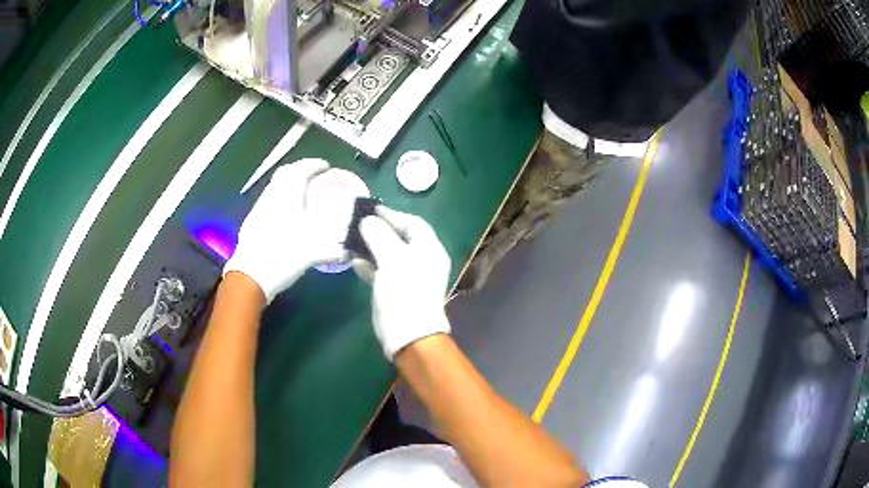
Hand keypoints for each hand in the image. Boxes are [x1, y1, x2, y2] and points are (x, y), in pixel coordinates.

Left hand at [224, 159, 347, 302]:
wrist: (249, 277)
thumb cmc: (282, 257)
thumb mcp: (312, 253)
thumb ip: (333, 251)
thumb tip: (349, 254)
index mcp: (286, 197)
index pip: (300, 170)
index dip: (314, 164)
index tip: (326, 166)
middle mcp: (271, 197)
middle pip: (284, 173)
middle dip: (300, 170)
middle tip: (314, 177)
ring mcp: (258, 209)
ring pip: (275, 186)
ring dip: (288, 184)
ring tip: (302, 194)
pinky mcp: (251, 222)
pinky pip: (268, 200)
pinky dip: (280, 199)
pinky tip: (286, 215)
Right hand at [358, 206, 450, 359]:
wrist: (408, 335)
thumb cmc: (404, 292)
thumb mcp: (392, 259)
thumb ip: (379, 236)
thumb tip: (368, 221)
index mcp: (429, 249)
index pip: (413, 223)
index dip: (392, 214)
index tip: (370, 210)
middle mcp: (423, 260)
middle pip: (400, 238)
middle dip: (378, 231)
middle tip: (357, 225)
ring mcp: (411, 276)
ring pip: (389, 254)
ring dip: (372, 248)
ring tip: (352, 241)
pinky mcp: (398, 290)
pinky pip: (384, 271)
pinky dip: (371, 265)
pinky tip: (355, 263)